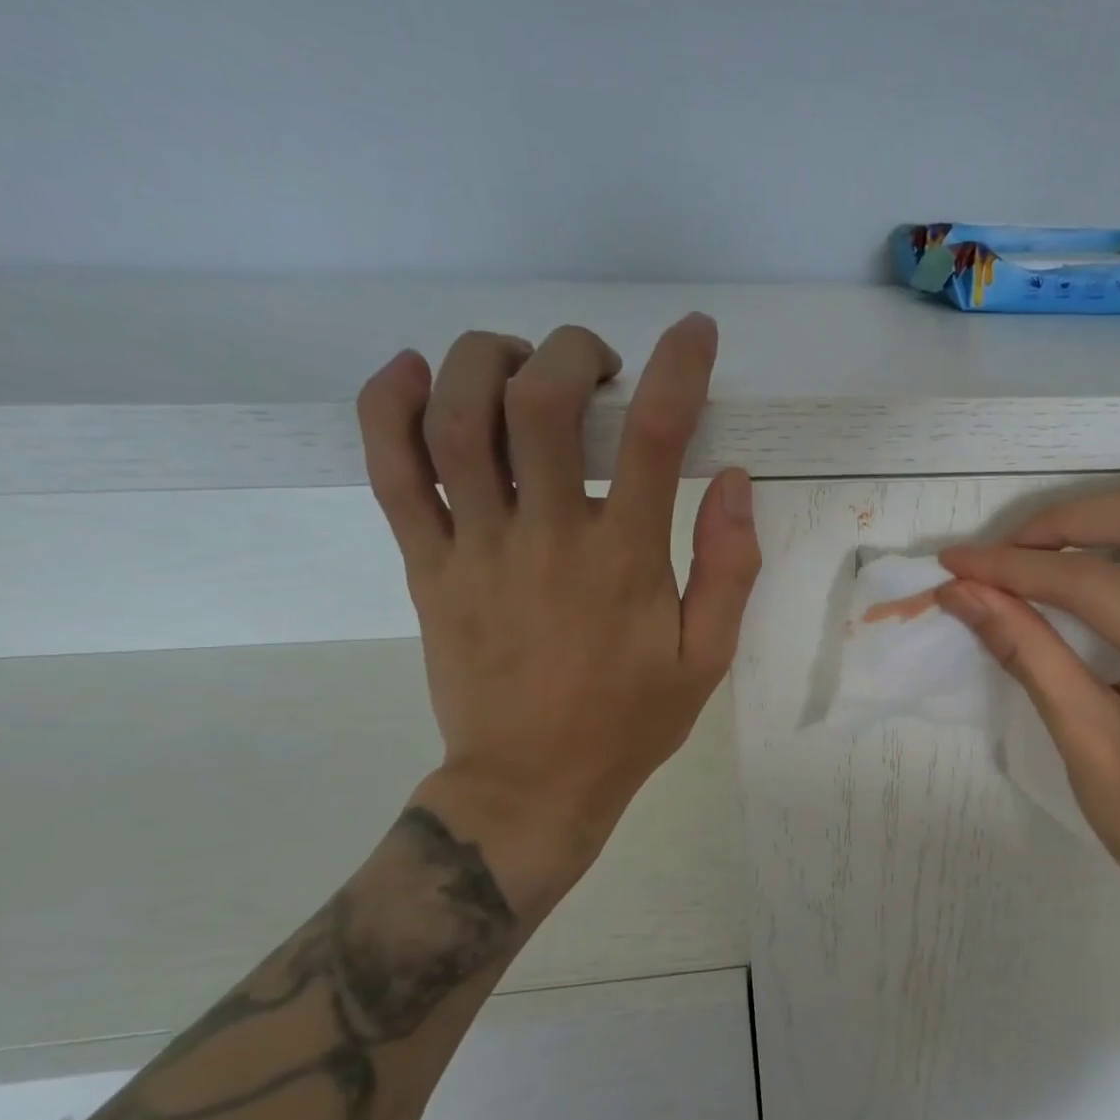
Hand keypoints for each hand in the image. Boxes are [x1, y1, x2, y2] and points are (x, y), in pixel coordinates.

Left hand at [354, 314, 760, 914]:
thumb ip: (728, 569)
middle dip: (572, 351)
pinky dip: (385, 406)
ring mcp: (475, 548)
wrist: (530, 784)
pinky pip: (389, 471)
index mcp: (624, 563)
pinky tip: (407, 371)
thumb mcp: (706, 658)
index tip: (695, 334)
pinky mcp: (425, 566)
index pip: (654, 439)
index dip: (679, 369)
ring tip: (519, 363)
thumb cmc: (629, 723)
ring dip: (484, 361)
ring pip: (454, 419)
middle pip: (541, 402)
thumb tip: (734, 480)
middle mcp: (547, 538)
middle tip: (599, 366)